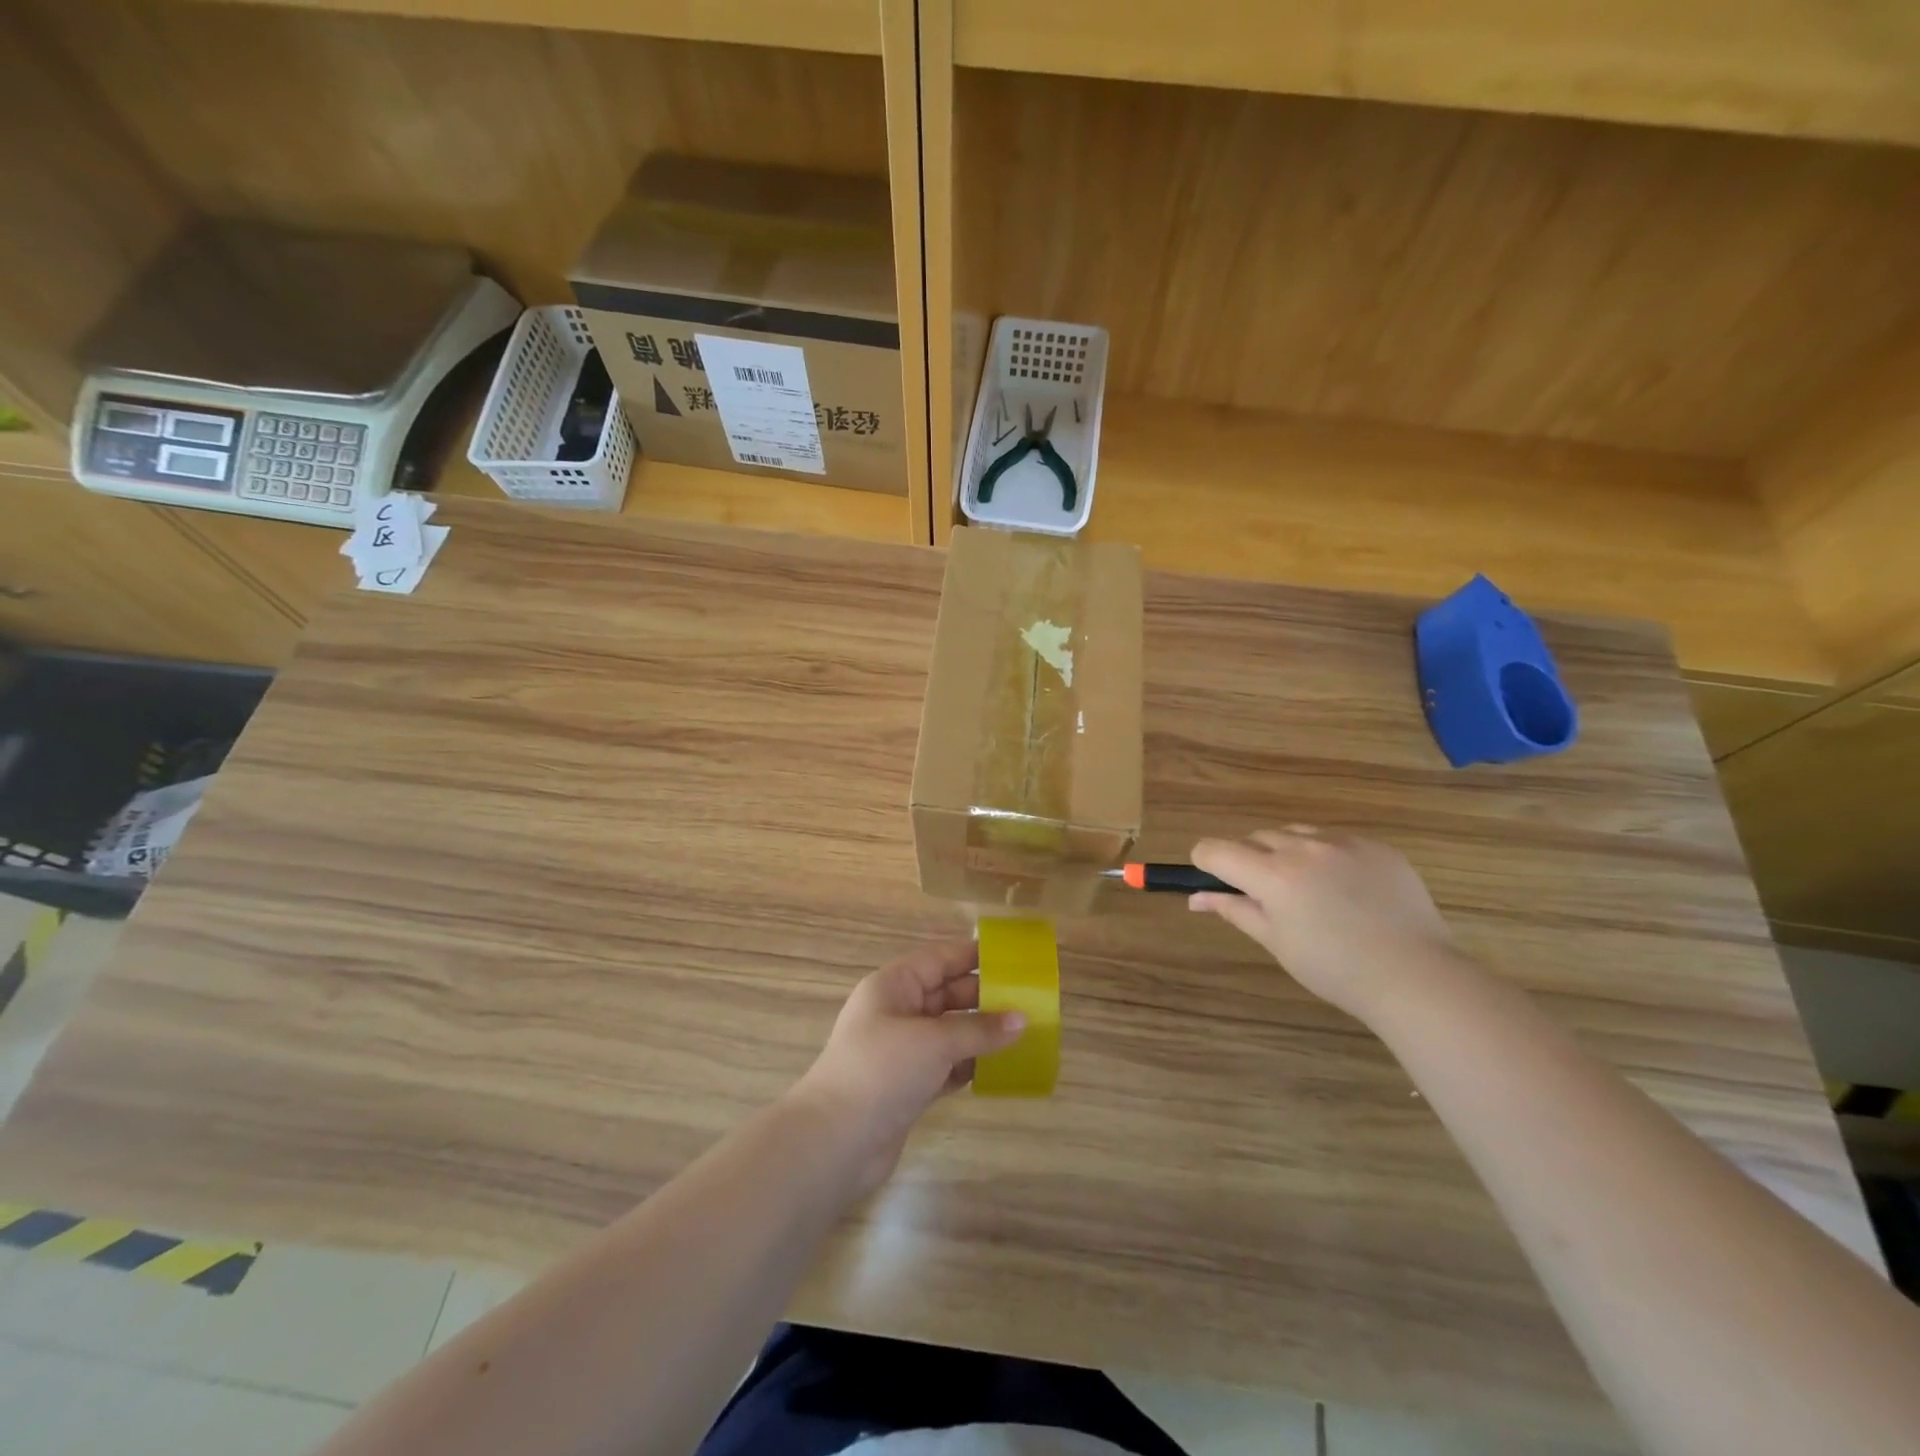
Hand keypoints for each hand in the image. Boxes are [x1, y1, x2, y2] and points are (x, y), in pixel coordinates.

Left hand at [794, 941, 1025, 1190]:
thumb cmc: (881, 1070)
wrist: (835, 1141)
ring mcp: (902, 1051)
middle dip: (984, 997)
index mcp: (893, 986)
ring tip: (1024, 1032)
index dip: (973, 956)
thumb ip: (979, 1029)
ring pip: (949, 1031)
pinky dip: (971, 1064)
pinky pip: (947, 1065)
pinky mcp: (908, 1086)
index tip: (1012, 958)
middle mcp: (896, 1012)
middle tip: (1028, 999)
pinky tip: (1001, 1067)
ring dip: (981, 1033)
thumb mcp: (933, 1041)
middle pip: (946, 994)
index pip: (939, 959)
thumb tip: (1022, 1019)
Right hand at [1190, 828, 1461, 1022]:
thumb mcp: (1276, 941)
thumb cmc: (1335, 969)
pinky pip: (1335, 839)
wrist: (1416, 976)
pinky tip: (1345, 889)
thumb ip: (1234, 910)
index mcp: (1272, 875)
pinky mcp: (1376, 846)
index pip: (1215, 849)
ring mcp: (1343, 842)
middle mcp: (1303, 848)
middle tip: (1267, 896)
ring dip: (1286, 852)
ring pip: (1295, 833)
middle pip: (1255, 837)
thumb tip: (1196, 897)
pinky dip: (1326, 855)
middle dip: (1249, 859)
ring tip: (1308, 890)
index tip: (1215, 882)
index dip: (1206, 863)